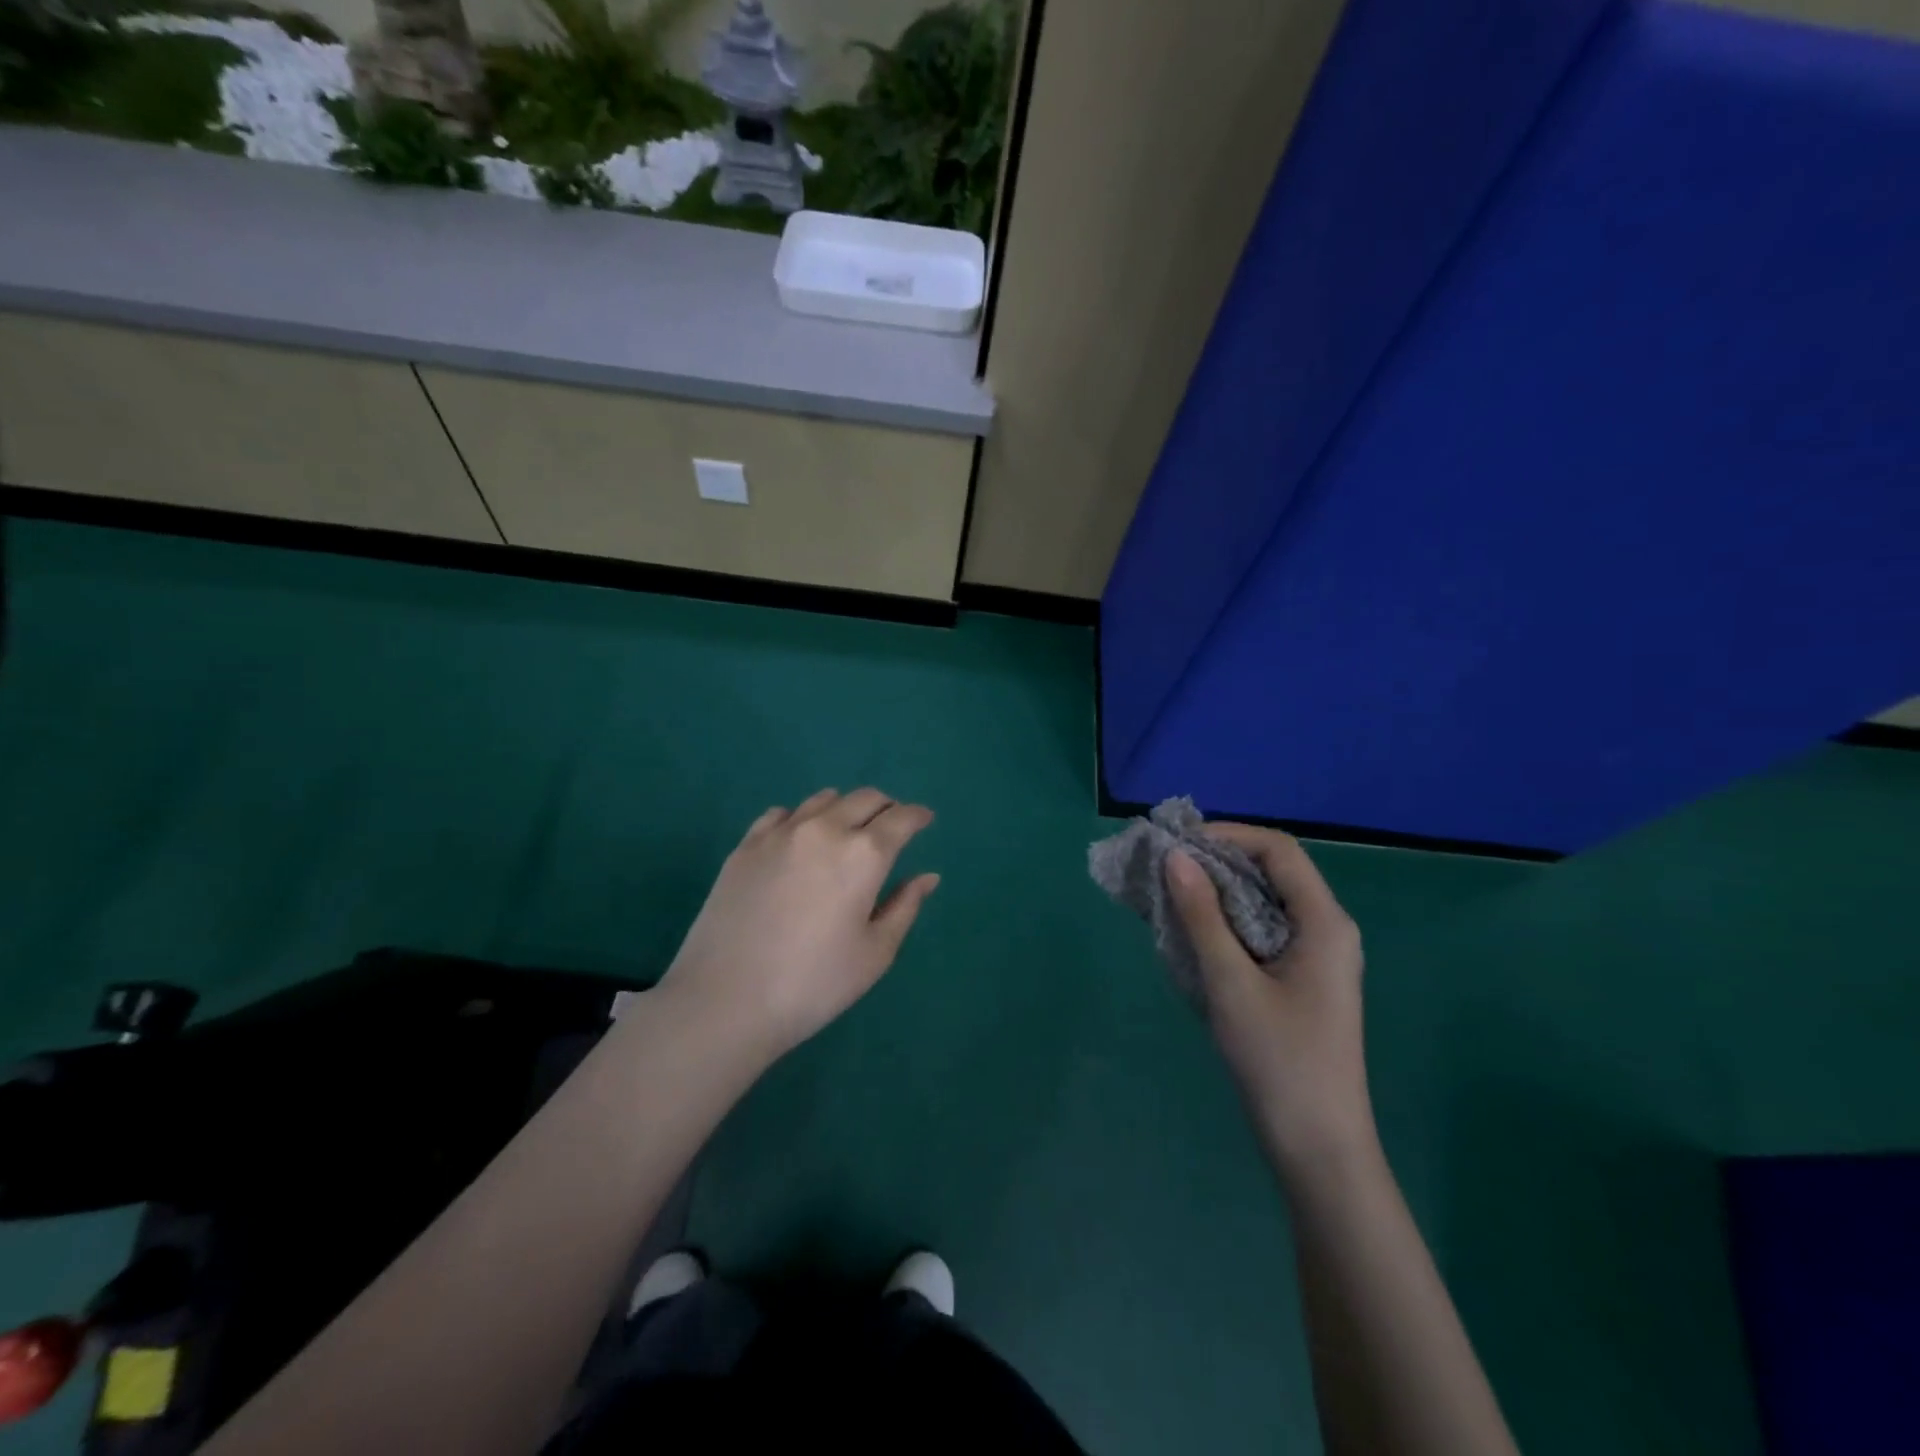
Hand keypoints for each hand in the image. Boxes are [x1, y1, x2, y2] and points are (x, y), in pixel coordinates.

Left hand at [659, 788, 939, 1063]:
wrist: (724, 1000)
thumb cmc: (813, 984)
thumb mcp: (875, 953)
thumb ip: (904, 907)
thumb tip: (927, 877)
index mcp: (864, 854)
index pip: (901, 818)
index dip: (918, 816)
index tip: (925, 819)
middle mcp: (825, 829)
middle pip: (864, 798)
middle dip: (886, 807)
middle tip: (892, 826)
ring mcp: (780, 833)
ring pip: (822, 799)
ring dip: (845, 807)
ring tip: (847, 829)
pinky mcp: (746, 845)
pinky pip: (782, 814)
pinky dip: (802, 818)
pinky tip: (800, 839)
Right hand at [1166, 824, 1373, 1171]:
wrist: (1318, 1148)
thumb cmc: (1278, 1061)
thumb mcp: (1230, 983)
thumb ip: (1202, 916)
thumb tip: (1175, 857)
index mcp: (1325, 922)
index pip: (1279, 850)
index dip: (1229, 836)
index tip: (1179, 845)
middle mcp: (1327, 930)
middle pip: (1272, 872)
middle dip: (1218, 862)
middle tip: (1166, 869)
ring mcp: (1316, 957)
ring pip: (1264, 903)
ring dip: (1218, 894)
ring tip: (1170, 897)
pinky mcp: (1301, 981)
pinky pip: (1262, 932)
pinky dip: (1226, 923)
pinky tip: (1192, 935)